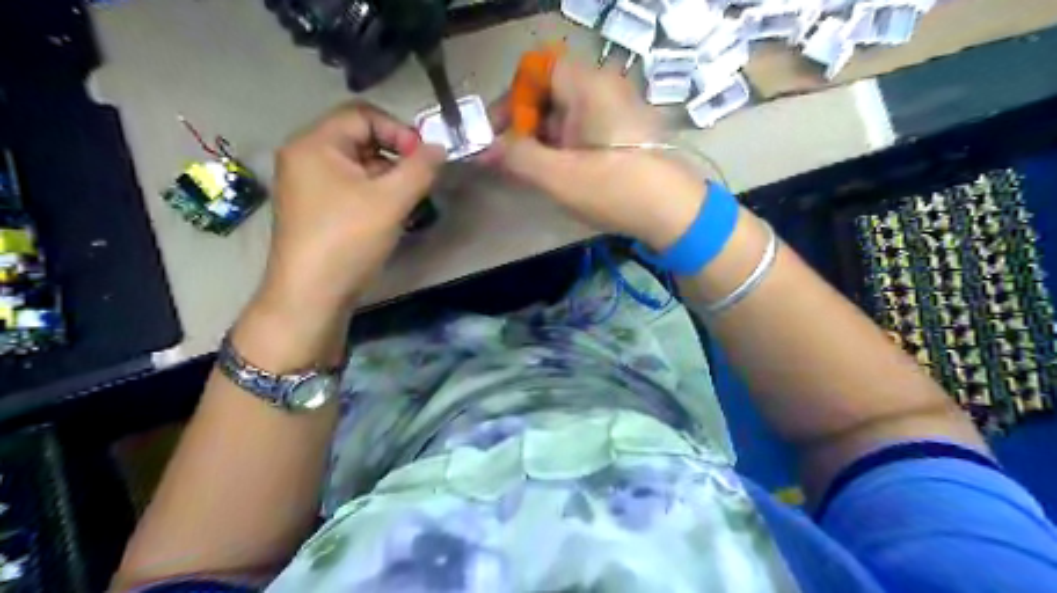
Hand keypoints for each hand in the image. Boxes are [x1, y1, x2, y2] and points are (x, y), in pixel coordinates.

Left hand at [261, 103, 447, 318]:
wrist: (311, 295)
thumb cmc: (347, 239)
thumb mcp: (391, 200)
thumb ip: (420, 168)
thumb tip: (439, 148)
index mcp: (315, 144)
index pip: (363, 115)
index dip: (398, 130)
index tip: (423, 159)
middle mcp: (306, 157)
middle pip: (360, 139)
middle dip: (396, 157)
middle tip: (419, 182)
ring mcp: (309, 185)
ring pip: (358, 166)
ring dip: (389, 178)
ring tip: (409, 202)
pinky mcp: (316, 209)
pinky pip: (351, 188)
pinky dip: (375, 194)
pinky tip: (392, 216)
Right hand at [489, 55, 704, 247]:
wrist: (675, 213)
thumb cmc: (615, 189)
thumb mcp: (558, 176)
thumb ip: (516, 157)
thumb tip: (484, 149)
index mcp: (588, 86)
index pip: (536, 71)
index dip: (511, 100)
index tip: (497, 135)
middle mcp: (604, 88)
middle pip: (551, 93)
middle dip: (524, 126)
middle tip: (510, 161)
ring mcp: (617, 110)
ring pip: (567, 115)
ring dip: (543, 141)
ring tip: (532, 173)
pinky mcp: (624, 133)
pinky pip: (584, 130)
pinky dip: (564, 148)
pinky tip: (559, 175)